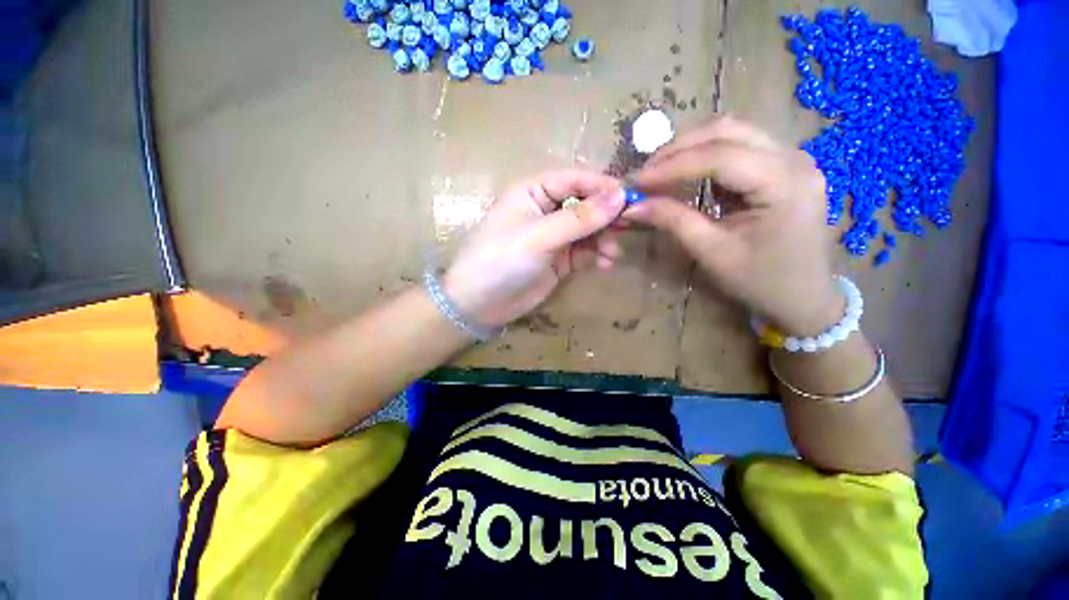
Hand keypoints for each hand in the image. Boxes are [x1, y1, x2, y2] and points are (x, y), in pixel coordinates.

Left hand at [444, 170, 625, 327]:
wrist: (480, 305)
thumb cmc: (501, 260)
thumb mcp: (539, 237)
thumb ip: (579, 218)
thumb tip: (620, 195)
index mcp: (533, 191)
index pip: (574, 179)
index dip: (601, 186)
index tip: (629, 198)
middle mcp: (545, 210)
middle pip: (585, 204)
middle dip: (606, 216)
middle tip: (629, 227)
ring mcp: (554, 237)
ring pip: (588, 230)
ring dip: (603, 239)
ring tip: (612, 253)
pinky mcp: (559, 260)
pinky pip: (584, 252)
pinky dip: (597, 256)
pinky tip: (605, 264)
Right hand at [626, 116, 840, 335]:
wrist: (803, 296)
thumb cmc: (760, 280)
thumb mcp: (712, 253)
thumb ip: (674, 222)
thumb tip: (633, 206)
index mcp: (784, 183)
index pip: (720, 157)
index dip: (672, 165)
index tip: (636, 181)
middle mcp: (793, 159)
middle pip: (728, 131)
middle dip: (679, 148)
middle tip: (645, 173)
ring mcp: (791, 158)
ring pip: (732, 133)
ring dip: (691, 148)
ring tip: (659, 171)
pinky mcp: (782, 166)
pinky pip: (738, 147)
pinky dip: (705, 156)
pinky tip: (686, 174)